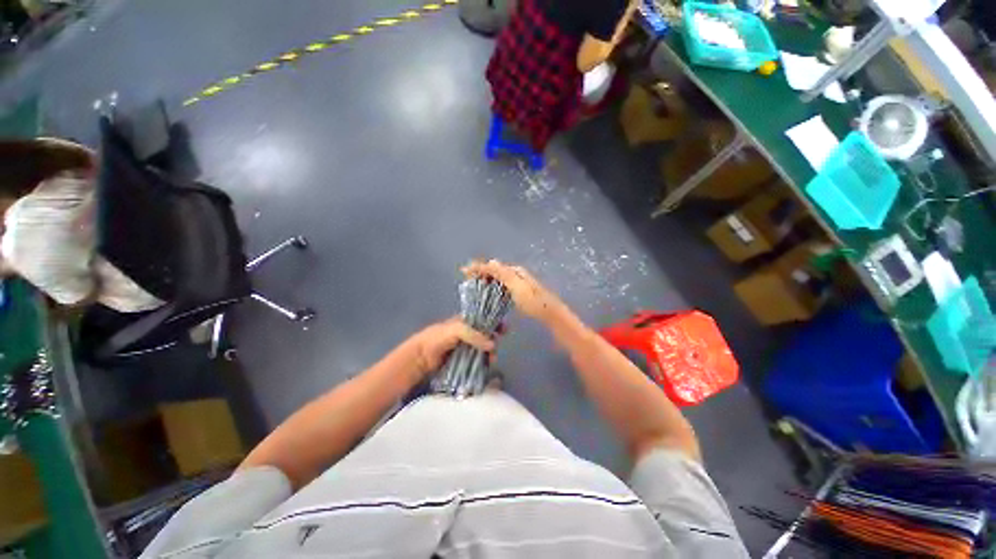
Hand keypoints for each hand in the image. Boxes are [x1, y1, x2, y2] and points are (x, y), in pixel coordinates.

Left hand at [405, 317, 494, 378]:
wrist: (421, 357)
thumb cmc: (438, 338)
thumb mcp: (457, 330)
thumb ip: (474, 334)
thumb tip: (493, 344)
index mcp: (466, 321)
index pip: (484, 319)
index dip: (495, 322)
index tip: (505, 329)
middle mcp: (468, 333)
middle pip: (486, 335)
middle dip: (494, 340)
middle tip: (496, 347)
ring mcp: (466, 347)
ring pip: (484, 348)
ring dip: (490, 353)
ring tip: (491, 359)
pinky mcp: (464, 360)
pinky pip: (478, 359)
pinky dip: (484, 361)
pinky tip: (487, 364)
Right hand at [462, 260, 565, 323]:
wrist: (549, 312)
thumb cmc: (532, 300)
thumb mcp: (516, 285)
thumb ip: (503, 274)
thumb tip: (490, 261)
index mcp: (514, 271)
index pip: (493, 266)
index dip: (478, 267)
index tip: (464, 271)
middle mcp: (516, 274)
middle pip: (495, 270)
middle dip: (480, 272)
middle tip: (466, 277)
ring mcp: (518, 283)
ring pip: (497, 277)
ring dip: (486, 279)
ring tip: (474, 283)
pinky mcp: (519, 293)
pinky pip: (501, 285)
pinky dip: (492, 286)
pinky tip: (489, 291)